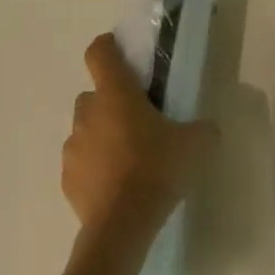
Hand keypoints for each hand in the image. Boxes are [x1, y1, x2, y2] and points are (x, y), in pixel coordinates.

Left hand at [63, 34, 216, 254]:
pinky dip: (94, 168)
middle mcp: (88, 113)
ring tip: (127, 158)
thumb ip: (203, 129)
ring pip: (85, 129)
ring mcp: (73, 147)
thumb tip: (207, 129)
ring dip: (101, 135)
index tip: (122, 54)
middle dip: (111, 102)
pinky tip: (115, 186)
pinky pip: (81, 163)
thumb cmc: (156, 170)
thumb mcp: (196, 145)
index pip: (99, 52)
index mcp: (116, 93)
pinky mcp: (66, 180)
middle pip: (93, 94)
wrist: (120, 227)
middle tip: (137, 119)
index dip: (108, 46)